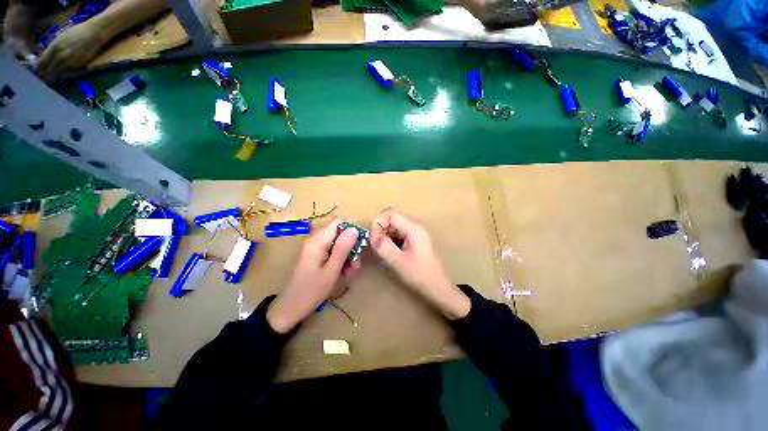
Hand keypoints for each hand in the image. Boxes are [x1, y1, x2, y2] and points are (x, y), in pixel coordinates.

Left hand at [35, 21, 105, 80]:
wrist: (94, 34)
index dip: (37, 67)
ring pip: (56, 74)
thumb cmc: (77, 32)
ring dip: (51, 77)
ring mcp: (70, 62)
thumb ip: (53, 47)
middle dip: (43, 74)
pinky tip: (59, 77)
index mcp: (55, 47)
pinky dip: (61, 76)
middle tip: (41, 78)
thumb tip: (45, 56)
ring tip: (48, 80)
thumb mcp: (61, 37)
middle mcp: (61, 56)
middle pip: (48, 69)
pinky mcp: (78, 66)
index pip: (41, 61)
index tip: (35, 70)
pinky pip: (66, 74)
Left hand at [267, 218, 360, 333]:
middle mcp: (315, 240)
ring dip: (348, 255)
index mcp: (318, 241)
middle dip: (351, 246)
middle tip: (356, 264)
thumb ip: (342, 248)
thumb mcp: (331, 271)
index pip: (339, 221)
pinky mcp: (315, 255)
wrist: (289, 309)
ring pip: (338, 243)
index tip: (361, 243)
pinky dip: (340, 259)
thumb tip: (354, 229)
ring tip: (351, 271)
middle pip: (340, 233)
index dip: (352, 228)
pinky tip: (344, 272)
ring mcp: (315, 248)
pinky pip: (332, 251)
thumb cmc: (311, 291)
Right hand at [371, 210, 470, 319]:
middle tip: (376, 246)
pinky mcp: (416, 240)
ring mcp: (416, 233)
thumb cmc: (421, 275)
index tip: (373, 239)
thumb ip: (384, 247)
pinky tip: (390, 253)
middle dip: (381, 230)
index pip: (390, 214)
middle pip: (392, 219)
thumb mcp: (399, 262)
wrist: (440, 289)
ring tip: (382, 251)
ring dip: (385, 236)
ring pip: (395, 227)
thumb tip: (372, 235)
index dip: (378, 223)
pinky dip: (391, 240)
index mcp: (413, 228)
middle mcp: (416, 226)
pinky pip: (399, 234)